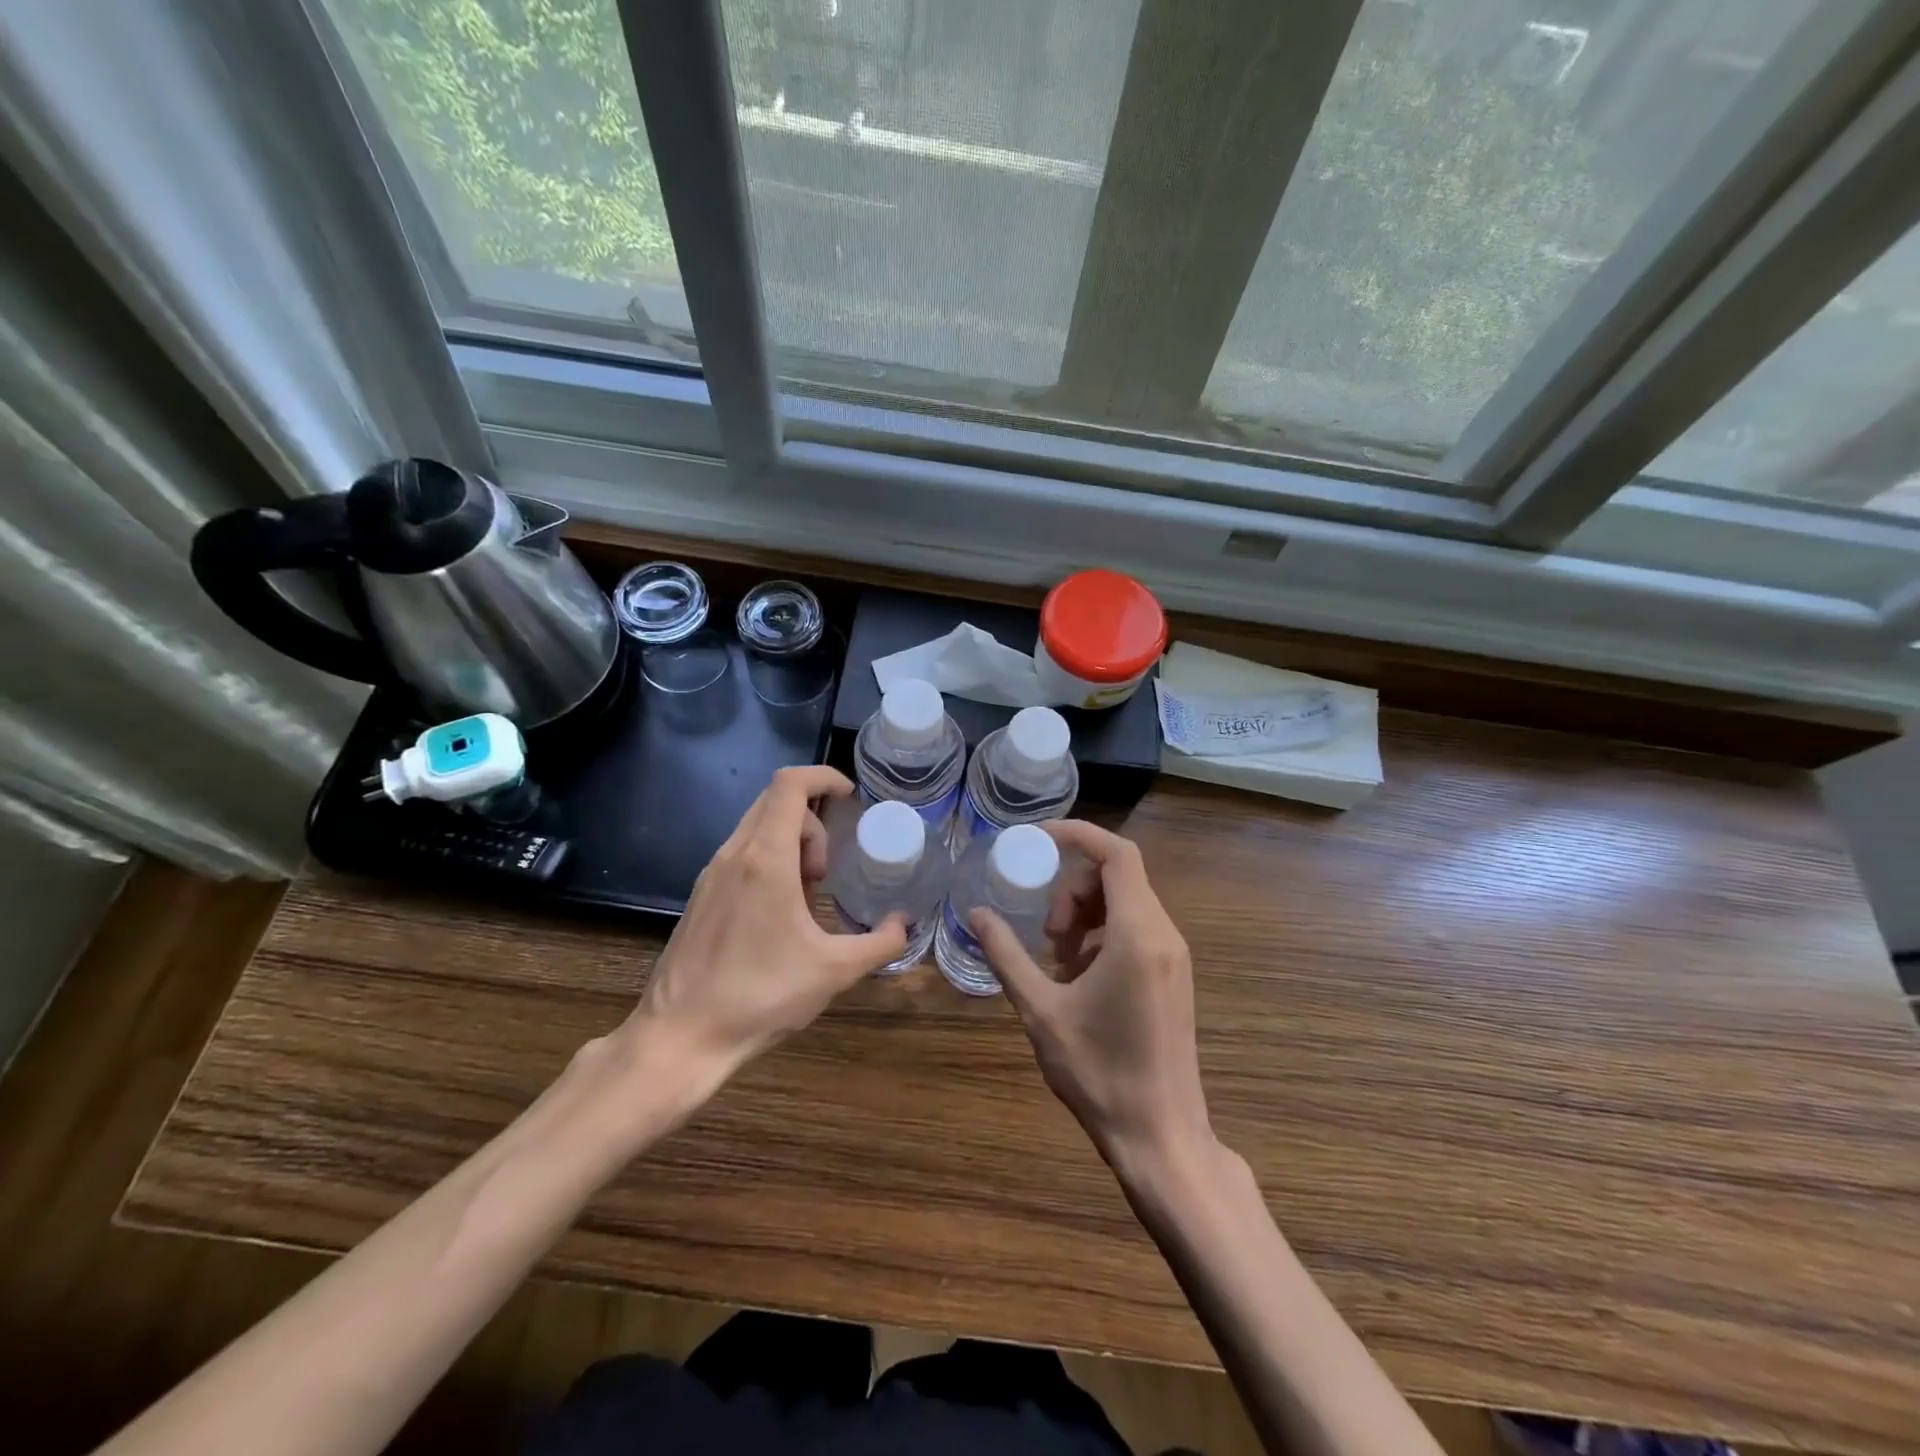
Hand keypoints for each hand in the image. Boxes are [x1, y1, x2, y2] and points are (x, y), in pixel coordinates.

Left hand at [620, 766, 907, 1081]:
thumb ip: (880, 943)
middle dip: (813, 821)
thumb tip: (905, 924)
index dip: (824, 777)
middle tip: (828, 870)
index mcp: (765, 858)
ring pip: (757, 827)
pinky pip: (742, 854)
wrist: (679, 1038)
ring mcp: (711, 874)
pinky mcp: (701, 896)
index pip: (790, 784)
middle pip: (776, 801)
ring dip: (791, 844)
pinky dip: (770, 861)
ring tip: (807, 896)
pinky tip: (779, 914)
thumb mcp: (834, 971)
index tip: (851, 797)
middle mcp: (734, 854)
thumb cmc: (759, 997)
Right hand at [971, 820, 1212, 1171]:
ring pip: (1127, 902)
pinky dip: (1103, 934)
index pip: (1116, 854)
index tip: (1037, 840)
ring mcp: (1175, 957)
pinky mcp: (1174, 976)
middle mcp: (1165, 935)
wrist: (1161, 1138)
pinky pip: (1137, 929)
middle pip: (1118, 876)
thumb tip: (976, 914)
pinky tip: (1079, 979)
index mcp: (1138, 935)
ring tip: (1057, 960)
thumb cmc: (1099, 1073)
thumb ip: (1006, 955)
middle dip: (1073, 890)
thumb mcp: (1040, 1011)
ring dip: (1086, 913)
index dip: (1077, 835)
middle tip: (1046, 933)